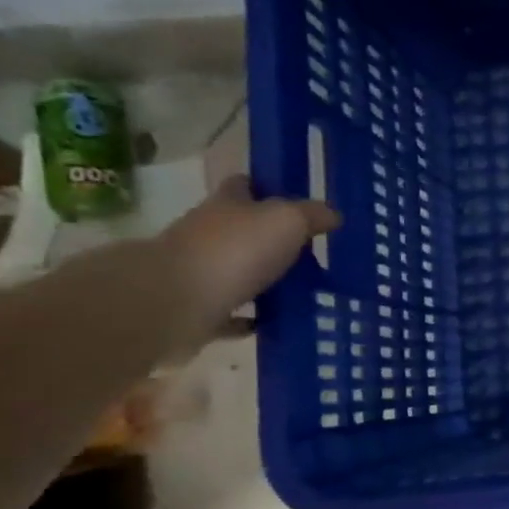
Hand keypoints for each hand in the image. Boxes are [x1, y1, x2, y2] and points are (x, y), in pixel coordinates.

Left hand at [158, 176, 339, 337]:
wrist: (175, 302)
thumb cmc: (235, 250)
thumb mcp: (287, 221)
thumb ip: (312, 215)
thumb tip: (332, 214)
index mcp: (227, 205)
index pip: (244, 185)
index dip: (267, 188)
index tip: (294, 201)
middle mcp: (208, 233)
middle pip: (242, 229)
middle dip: (270, 238)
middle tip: (311, 252)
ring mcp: (200, 272)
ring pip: (238, 270)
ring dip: (264, 279)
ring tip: (302, 291)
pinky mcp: (197, 309)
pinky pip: (231, 311)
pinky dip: (251, 317)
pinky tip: (273, 322)